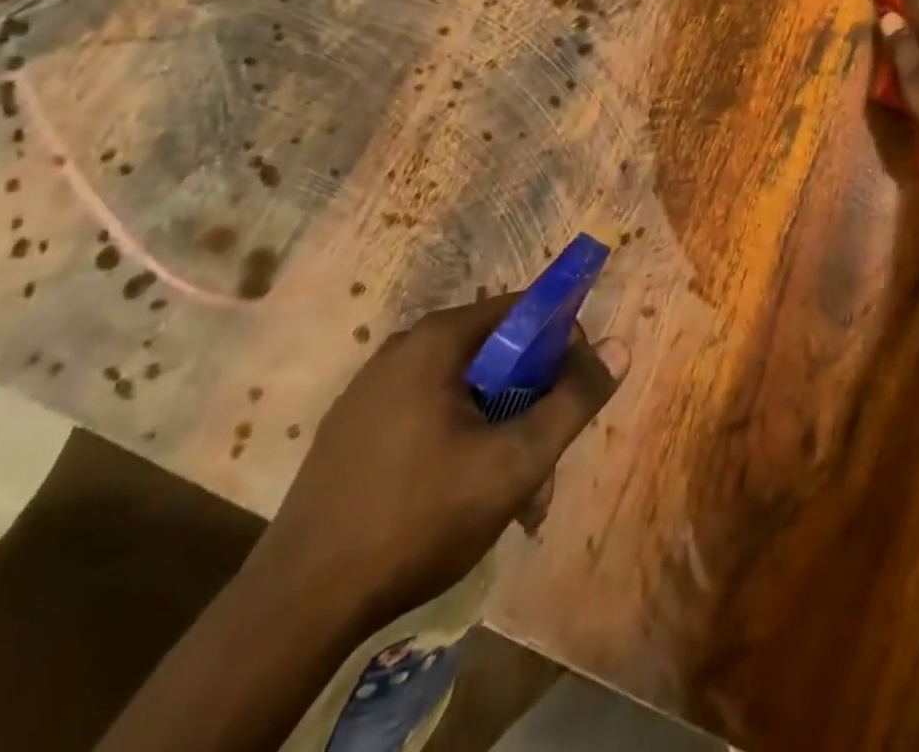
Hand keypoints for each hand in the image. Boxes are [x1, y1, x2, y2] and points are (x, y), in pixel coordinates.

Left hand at [253, 296, 626, 626]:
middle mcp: (402, 350)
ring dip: (500, 434)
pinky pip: (428, 416)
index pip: (524, 311)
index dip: (562, 346)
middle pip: (496, 356)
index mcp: (436, 340)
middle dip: (531, 407)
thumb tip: (621, 345)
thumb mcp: (514, 461)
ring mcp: (372, 391)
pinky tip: (463, 502)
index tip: (573, 397)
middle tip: (543, 468)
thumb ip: (573, 400)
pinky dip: (460, 445)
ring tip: (514, 503)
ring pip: (464, 393)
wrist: (297, 606)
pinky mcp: (354, 431)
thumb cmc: (418, 517)